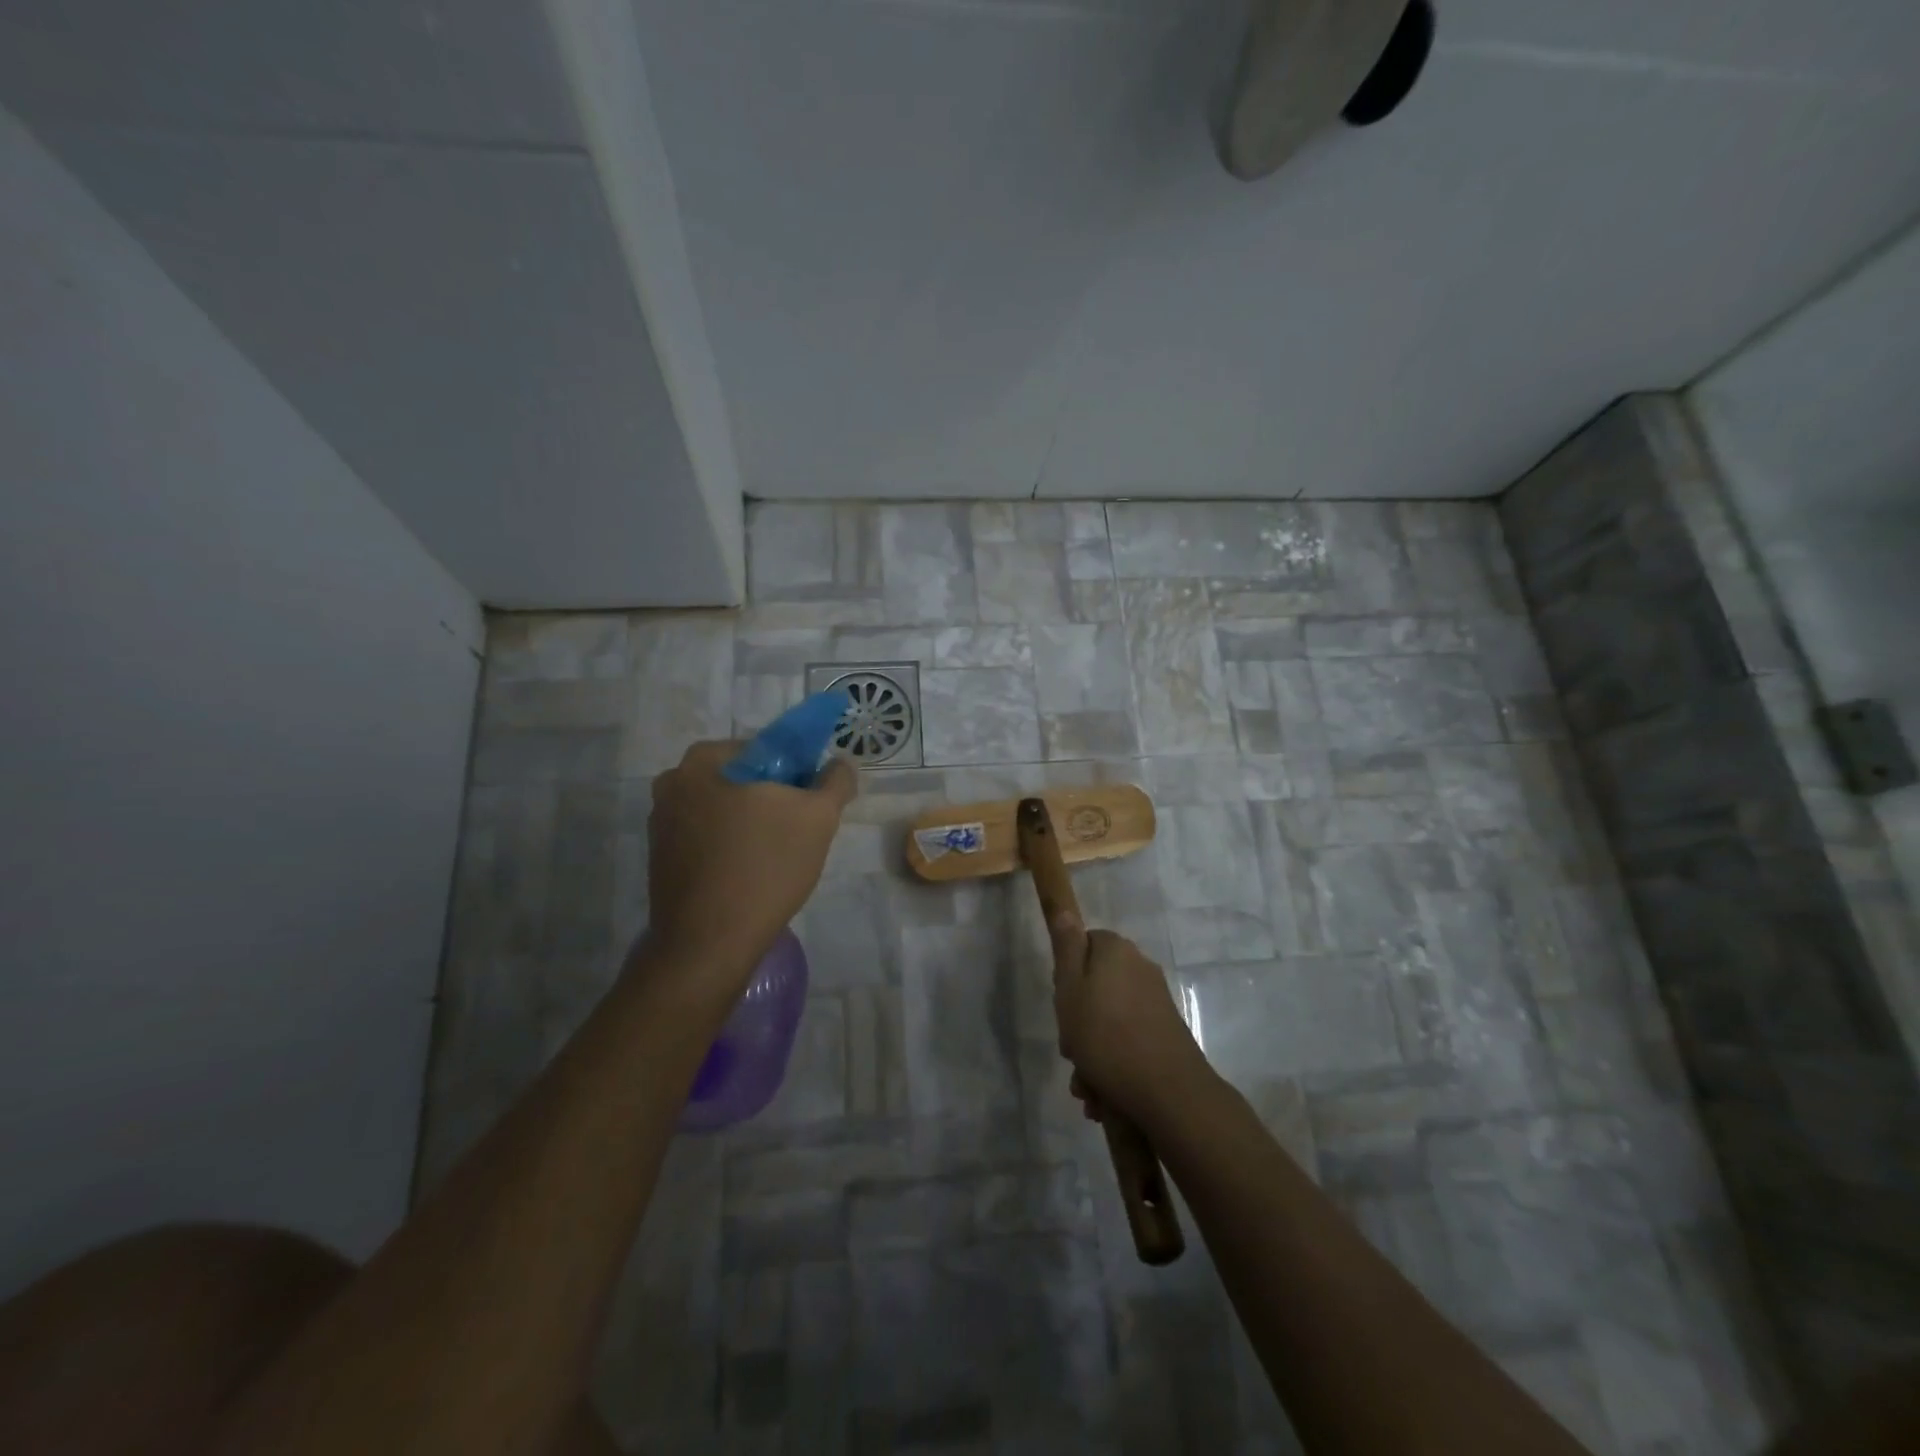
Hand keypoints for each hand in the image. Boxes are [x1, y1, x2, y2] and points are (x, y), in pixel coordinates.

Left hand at [642, 740, 855, 989]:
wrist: (710, 943)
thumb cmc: (765, 867)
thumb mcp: (818, 818)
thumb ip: (835, 781)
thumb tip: (840, 764)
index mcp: (703, 760)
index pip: (764, 749)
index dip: (796, 772)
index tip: (810, 802)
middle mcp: (673, 783)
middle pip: (741, 779)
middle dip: (772, 799)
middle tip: (798, 831)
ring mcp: (660, 823)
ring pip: (723, 810)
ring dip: (750, 824)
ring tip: (776, 857)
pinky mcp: (659, 858)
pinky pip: (706, 838)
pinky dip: (729, 847)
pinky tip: (749, 874)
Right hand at [1049, 916, 1210, 1127]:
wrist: (1168, 1093)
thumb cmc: (1106, 1037)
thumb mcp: (1070, 989)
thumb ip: (1066, 949)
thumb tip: (1065, 911)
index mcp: (1117, 951)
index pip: (1084, 945)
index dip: (1066, 975)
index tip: (1062, 1003)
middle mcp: (1140, 968)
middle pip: (1096, 985)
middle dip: (1078, 1021)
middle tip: (1071, 1050)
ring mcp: (1156, 1001)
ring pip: (1109, 1019)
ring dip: (1092, 1051)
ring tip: (1086, 1086)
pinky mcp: (1165, 1032)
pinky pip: (1127, 1040)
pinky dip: (1113, 1063)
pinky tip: (1103, 1095)